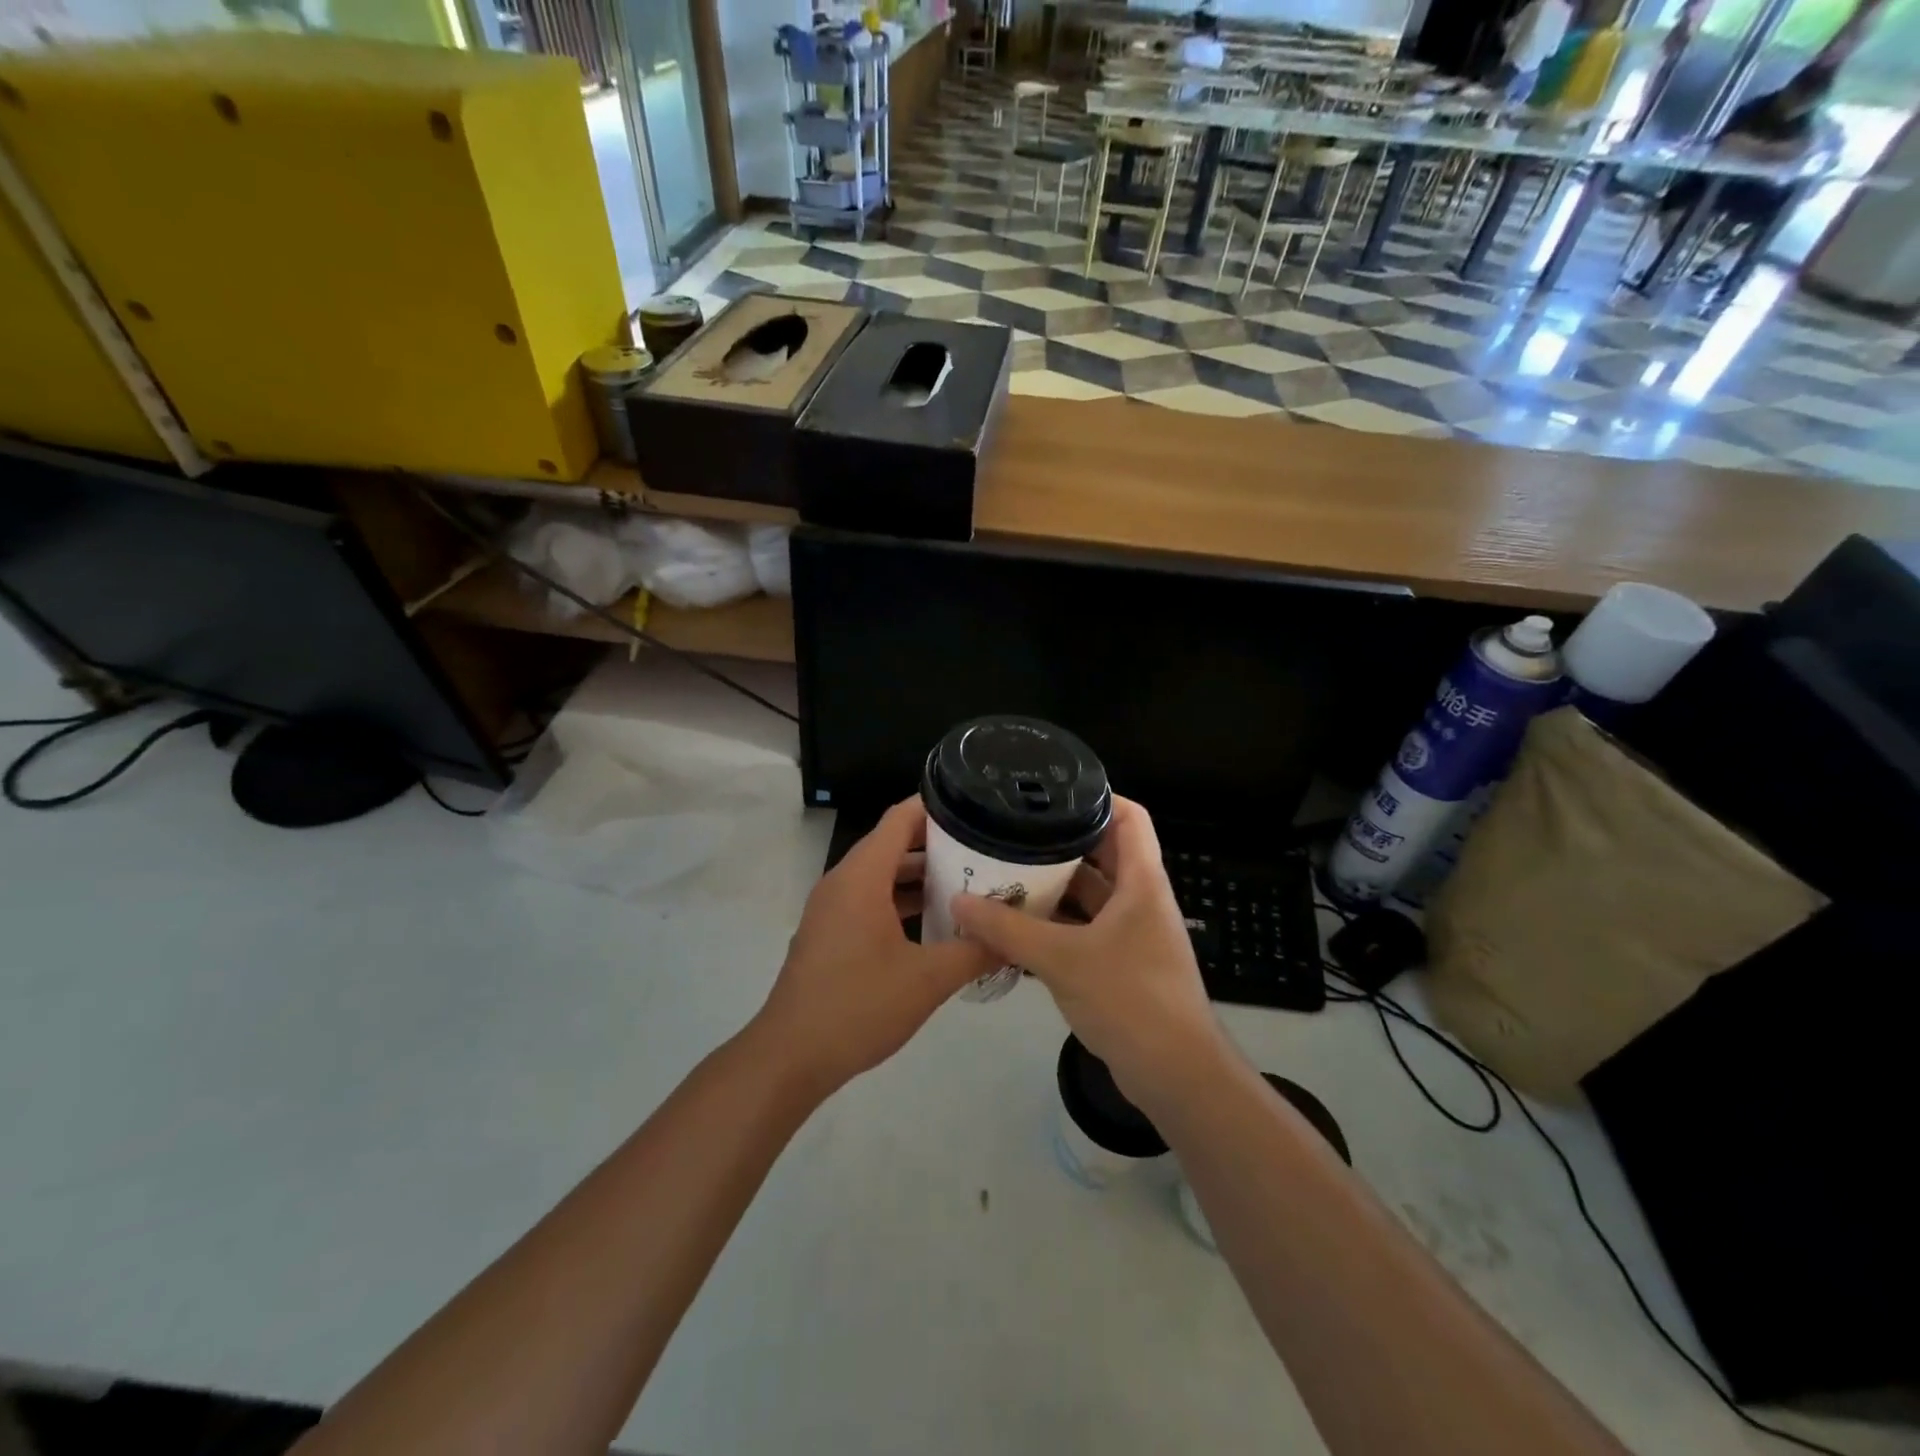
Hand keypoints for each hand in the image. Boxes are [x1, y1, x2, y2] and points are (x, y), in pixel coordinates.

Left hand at [752, 798, 998, 1097]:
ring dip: (920, 876)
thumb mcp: (927, 980)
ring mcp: (832, 908)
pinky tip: (935, 923)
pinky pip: (869, 900)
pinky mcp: (830, 933)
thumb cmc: (859, 1006)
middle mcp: (843, 882)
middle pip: (893, 844)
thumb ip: (974, 952)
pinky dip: (901, 901)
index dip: (937, 806)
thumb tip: (1013, 937)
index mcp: (862, 877)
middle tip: (986, 848)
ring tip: (970, 882)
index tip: (978, 805)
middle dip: (938, 844)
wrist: (791, 1056)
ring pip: (881, 875)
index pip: (901, 819)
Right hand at [950, 796, 1226, 1108]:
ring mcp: (1132, 934)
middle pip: (1102, 854)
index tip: (1051, 793)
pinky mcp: (1121, 965)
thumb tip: (958, 900)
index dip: (1098, 797)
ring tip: (1004, 876)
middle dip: (1059, 845)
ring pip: (1089, 897)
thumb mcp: (1062, 958)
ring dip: (1053, 889)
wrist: (1175, 1075)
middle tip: (1011, 835)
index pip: (1130, 817)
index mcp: (1141, 882)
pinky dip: (1054, 927)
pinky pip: (1084, 931)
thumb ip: (1008, 929)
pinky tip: (1014, 929)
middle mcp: (1140, 900)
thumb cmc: (1129, 999)